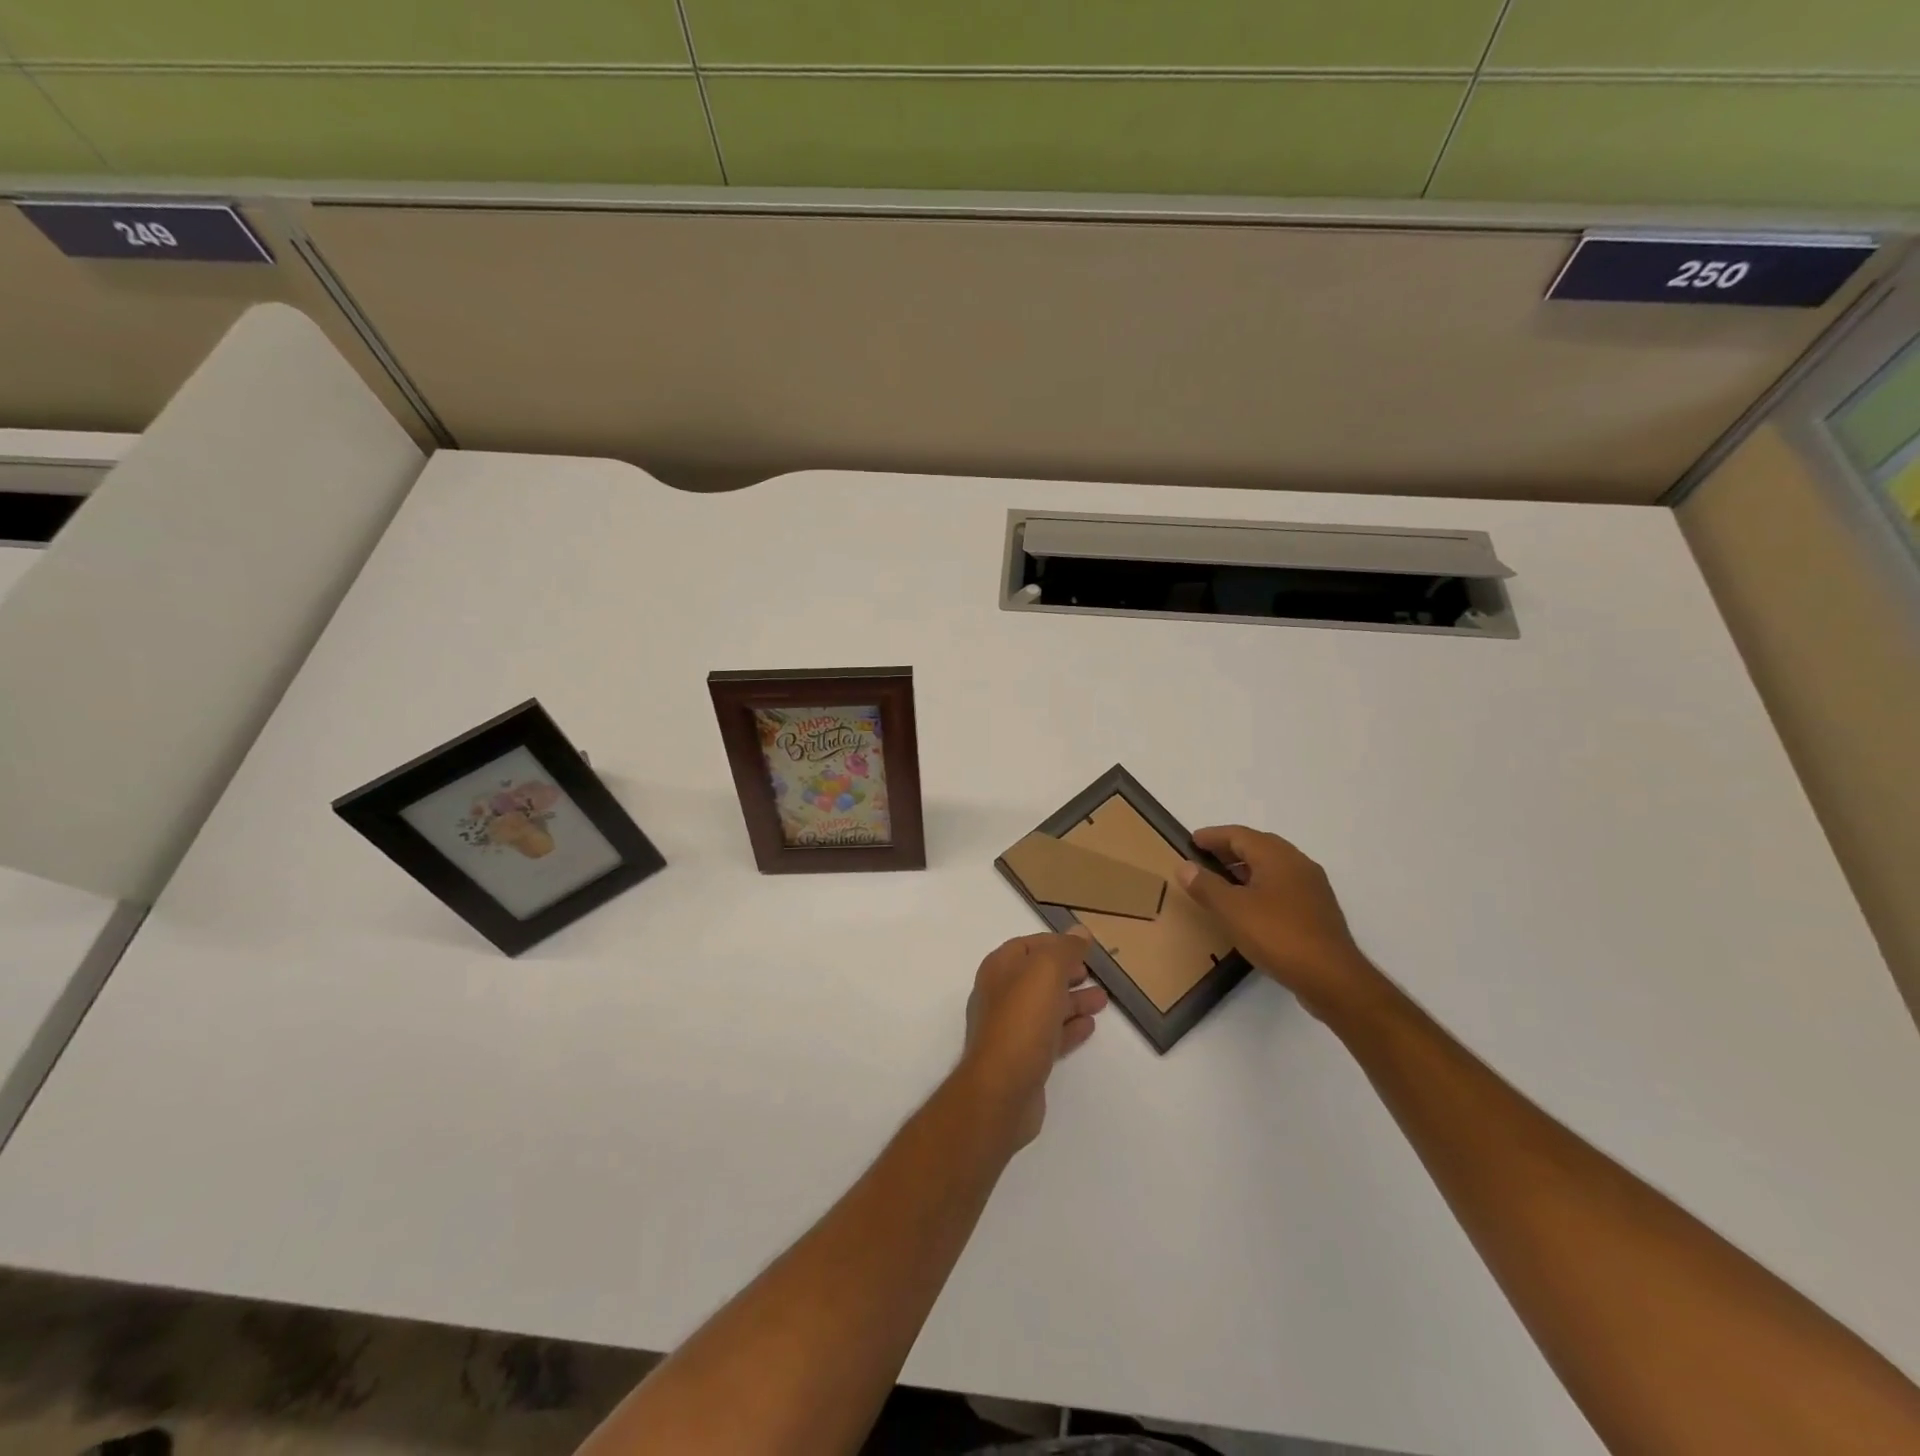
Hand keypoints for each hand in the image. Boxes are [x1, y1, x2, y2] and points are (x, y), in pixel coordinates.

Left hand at [958, 933, 1108, 1150]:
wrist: (1002, 1090)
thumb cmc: (1022, 1020)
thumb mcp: (1045, 972)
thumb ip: (1064, 950)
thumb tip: (1080, 932)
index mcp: (999, 969)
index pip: (1028, 946)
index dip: (1055, 943)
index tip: (1083, 947)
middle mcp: (1000, 995)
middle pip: (1037, 977)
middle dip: (1066, 972)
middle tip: (1094, 972)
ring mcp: (1010, 1029)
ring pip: (1046, 1007)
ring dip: (1073, 1001)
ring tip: (1102, 1000)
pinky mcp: (1023, 1059)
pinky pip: (1049, 1036)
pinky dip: (1069, 1028)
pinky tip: (1089, 1027)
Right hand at [1177, 826, 1384, 1022]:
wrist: (1332, 978)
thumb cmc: (1278, 935)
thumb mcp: (1232, 910)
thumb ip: (1206, 886)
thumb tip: (1185, 866)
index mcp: (1277, 856)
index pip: (1240, 835)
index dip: (1214, 836)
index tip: (1193, 840)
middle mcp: (1298, 864)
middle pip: (1259, 846)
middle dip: (1230, 849)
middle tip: (1205, 858)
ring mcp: (1312, 888)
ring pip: (1273, 867)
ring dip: (1246, 868)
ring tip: (1222, 881)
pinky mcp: (1317, 911)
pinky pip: (1283, 886)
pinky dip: (1260, 885)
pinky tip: (1249, 906)